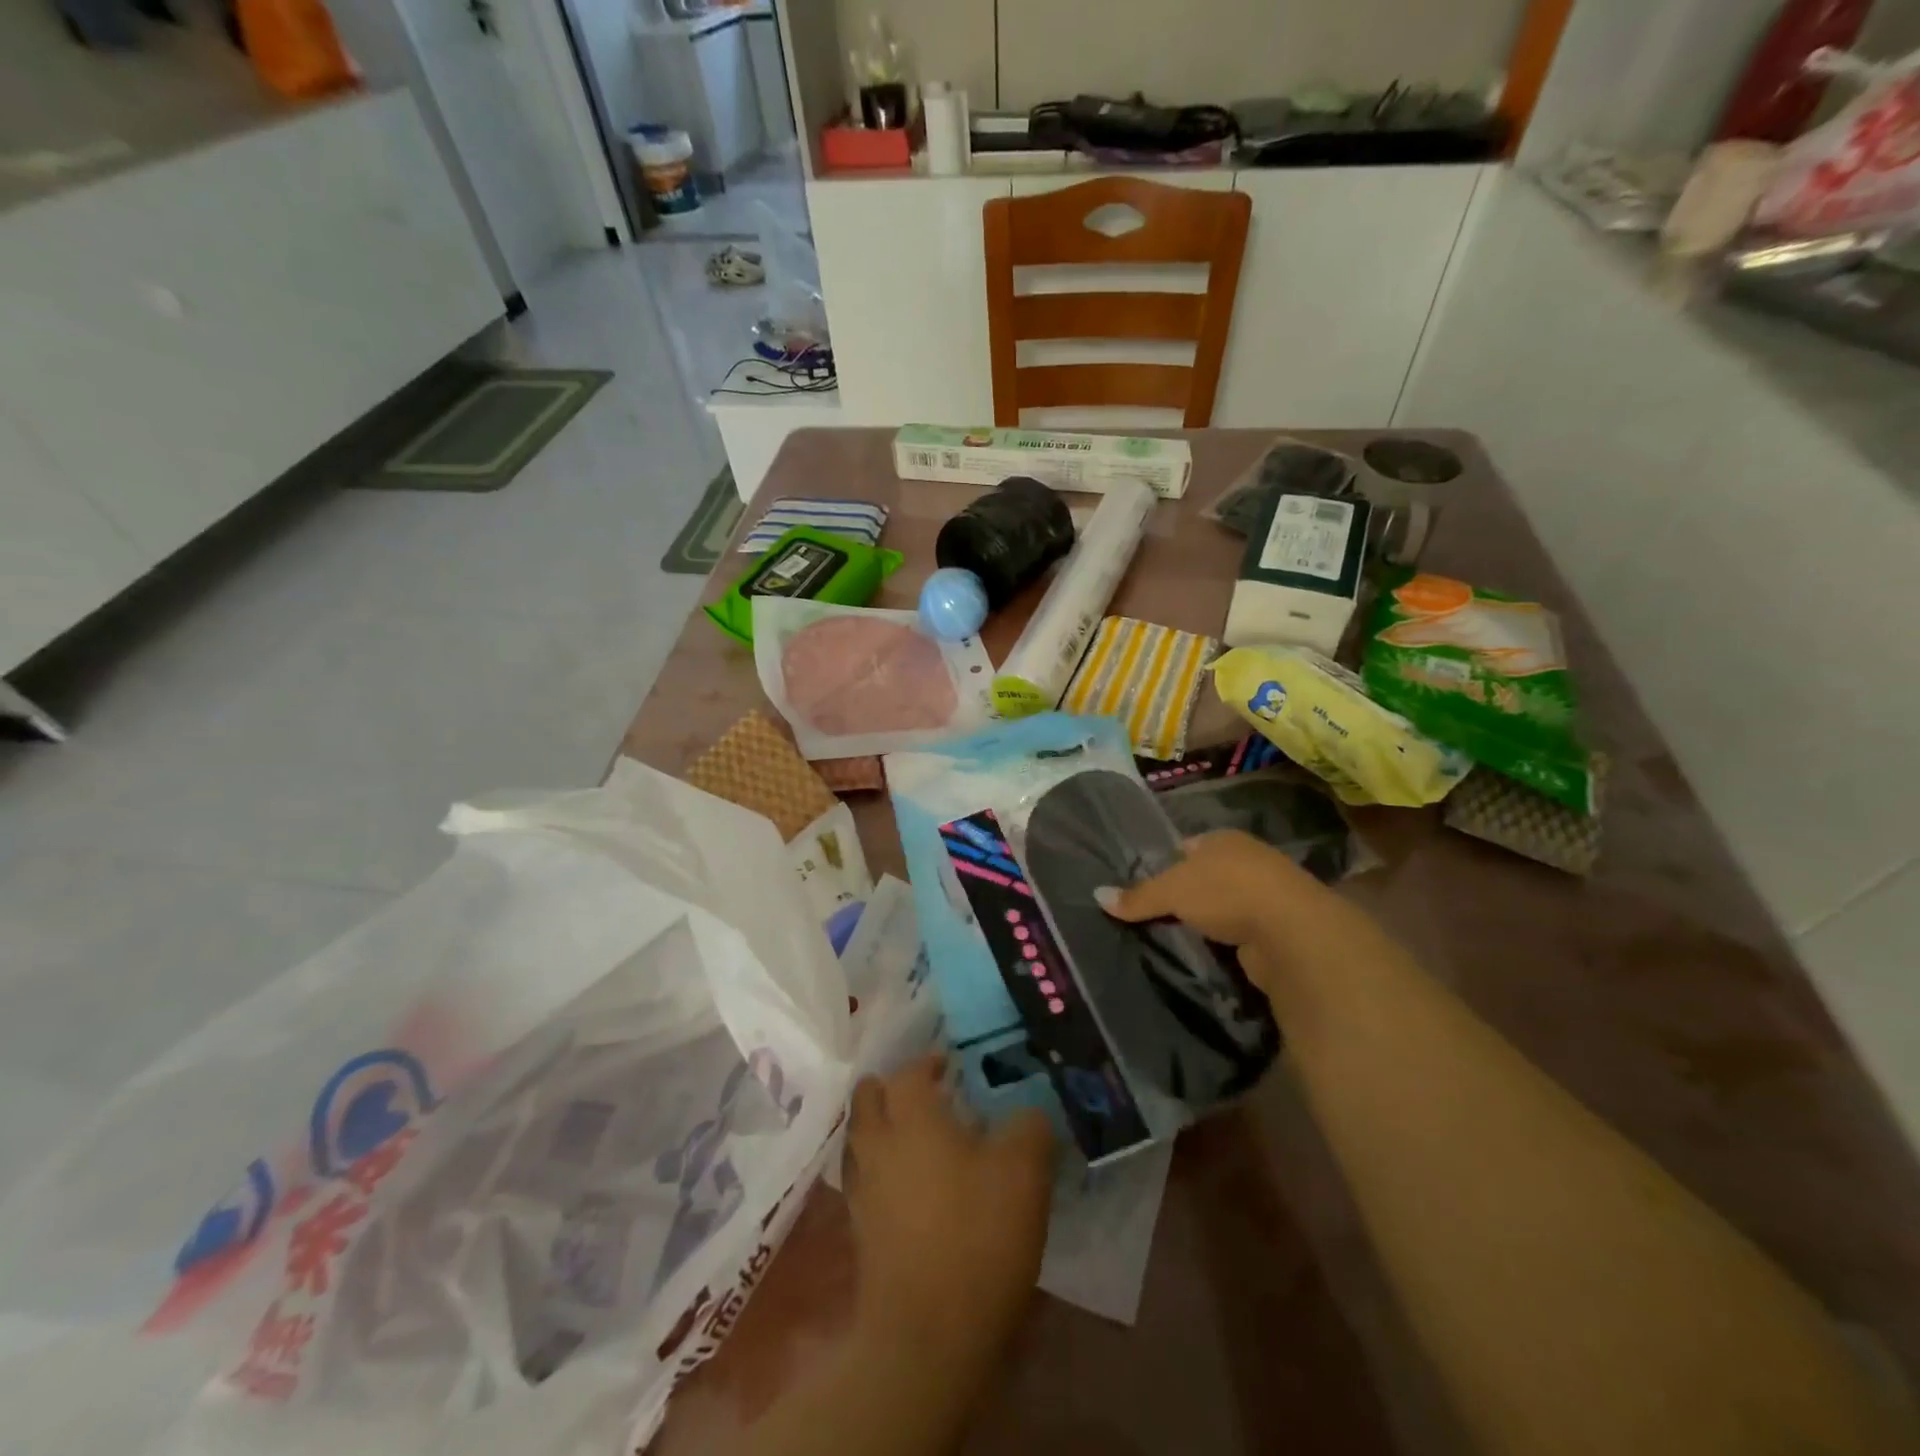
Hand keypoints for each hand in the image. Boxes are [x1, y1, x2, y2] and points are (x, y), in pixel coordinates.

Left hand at [844, 1054, 1054, 1363]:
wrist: (927, 1337)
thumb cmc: (976, 1236)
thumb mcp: (1025, 1170)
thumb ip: (1030, 1126)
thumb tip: (1028, 1114)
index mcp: (911, 1116)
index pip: (909, 1070)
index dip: (929, 1062)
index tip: (952, 1066)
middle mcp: (877, 1143)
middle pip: (870, 1097)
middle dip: (894, 1089)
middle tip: (930, 1097)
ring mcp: (862, 1190)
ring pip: (863, 1139)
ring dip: (886, 1129)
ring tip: (924, 1140)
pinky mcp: (861, 1232)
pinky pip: (867, 1180)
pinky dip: (885, 1171)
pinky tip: (917, 1188)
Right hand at [1097, 829, 1400, 998]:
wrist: (1291, 933)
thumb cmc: (1227, 892)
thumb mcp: (1172, 890)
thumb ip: (1138, 896)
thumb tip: (1097, 895)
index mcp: (1223, 840)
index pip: (1187, 847)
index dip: (1166, 865)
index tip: (1144, 889)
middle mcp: (1248, 861)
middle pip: (1206, 877)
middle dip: (1186, 896)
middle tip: (1154, 918)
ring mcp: (1267, 897)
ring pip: (1224, 908)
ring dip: (1208, 923)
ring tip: (1176, 940)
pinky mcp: (1277, 931)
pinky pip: (1239, 935)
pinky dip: (1225, 945)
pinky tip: (1206, 956)